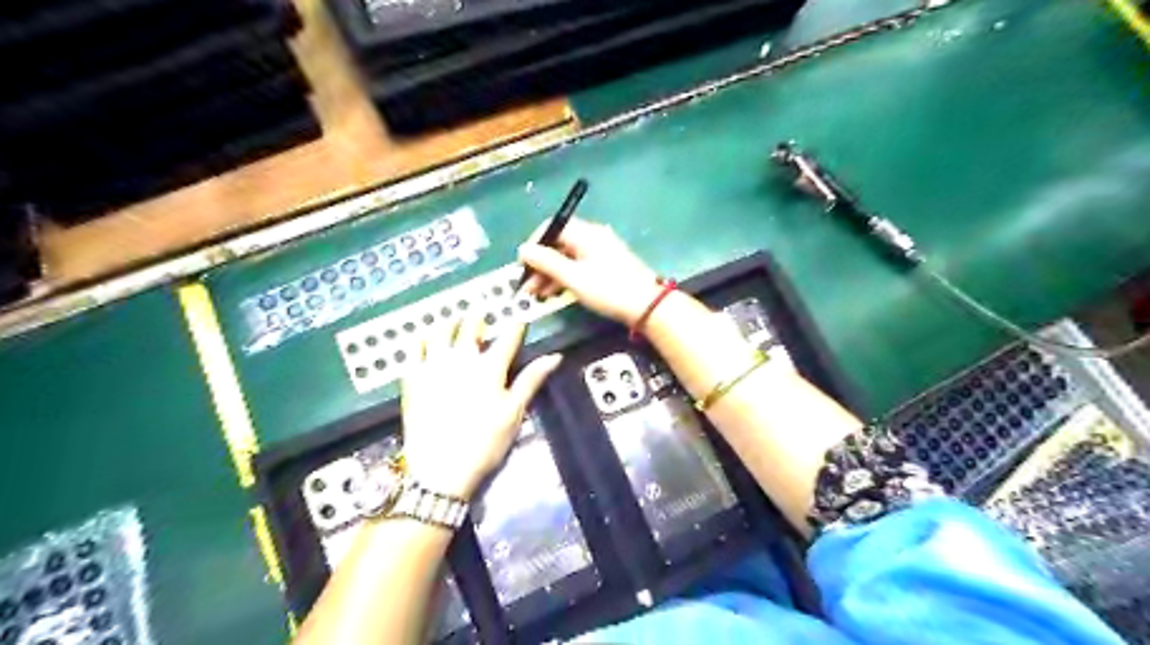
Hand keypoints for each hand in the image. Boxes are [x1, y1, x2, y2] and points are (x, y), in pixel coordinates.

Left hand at [400, 319, 561, 497]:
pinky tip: (424, 340)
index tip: (519, 320)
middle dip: (478, 319)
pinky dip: (421, 341)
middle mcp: (461, 358)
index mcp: (490, 367)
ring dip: (449, 323)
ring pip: (440, 332)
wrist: (440, 469)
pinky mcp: (413, 379)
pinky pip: (414, 351)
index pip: (508, 338)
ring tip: (453, 320)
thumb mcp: (514, 413)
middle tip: (481, 317)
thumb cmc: (484, 442)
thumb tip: (555, 357)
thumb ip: (531, 380)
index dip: (516, 327)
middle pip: (470, 328)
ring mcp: (434, 366)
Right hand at [517, 220, 659, 324]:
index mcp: (585, 233)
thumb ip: (546, 262)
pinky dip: (565, 277)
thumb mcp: (573, 277)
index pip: (552, 227)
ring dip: (550, 274)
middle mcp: (592, 237)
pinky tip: (555, 293)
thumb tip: (522, 250)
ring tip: (538, 295)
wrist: (647, 306)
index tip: (523, 265)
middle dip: (540, 264)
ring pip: (567, 257)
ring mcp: (601, 251)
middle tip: (527, 286)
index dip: (534, 244)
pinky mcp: (606, 266)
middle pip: (558, 244)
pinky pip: (578, 266)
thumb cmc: (609, 289)